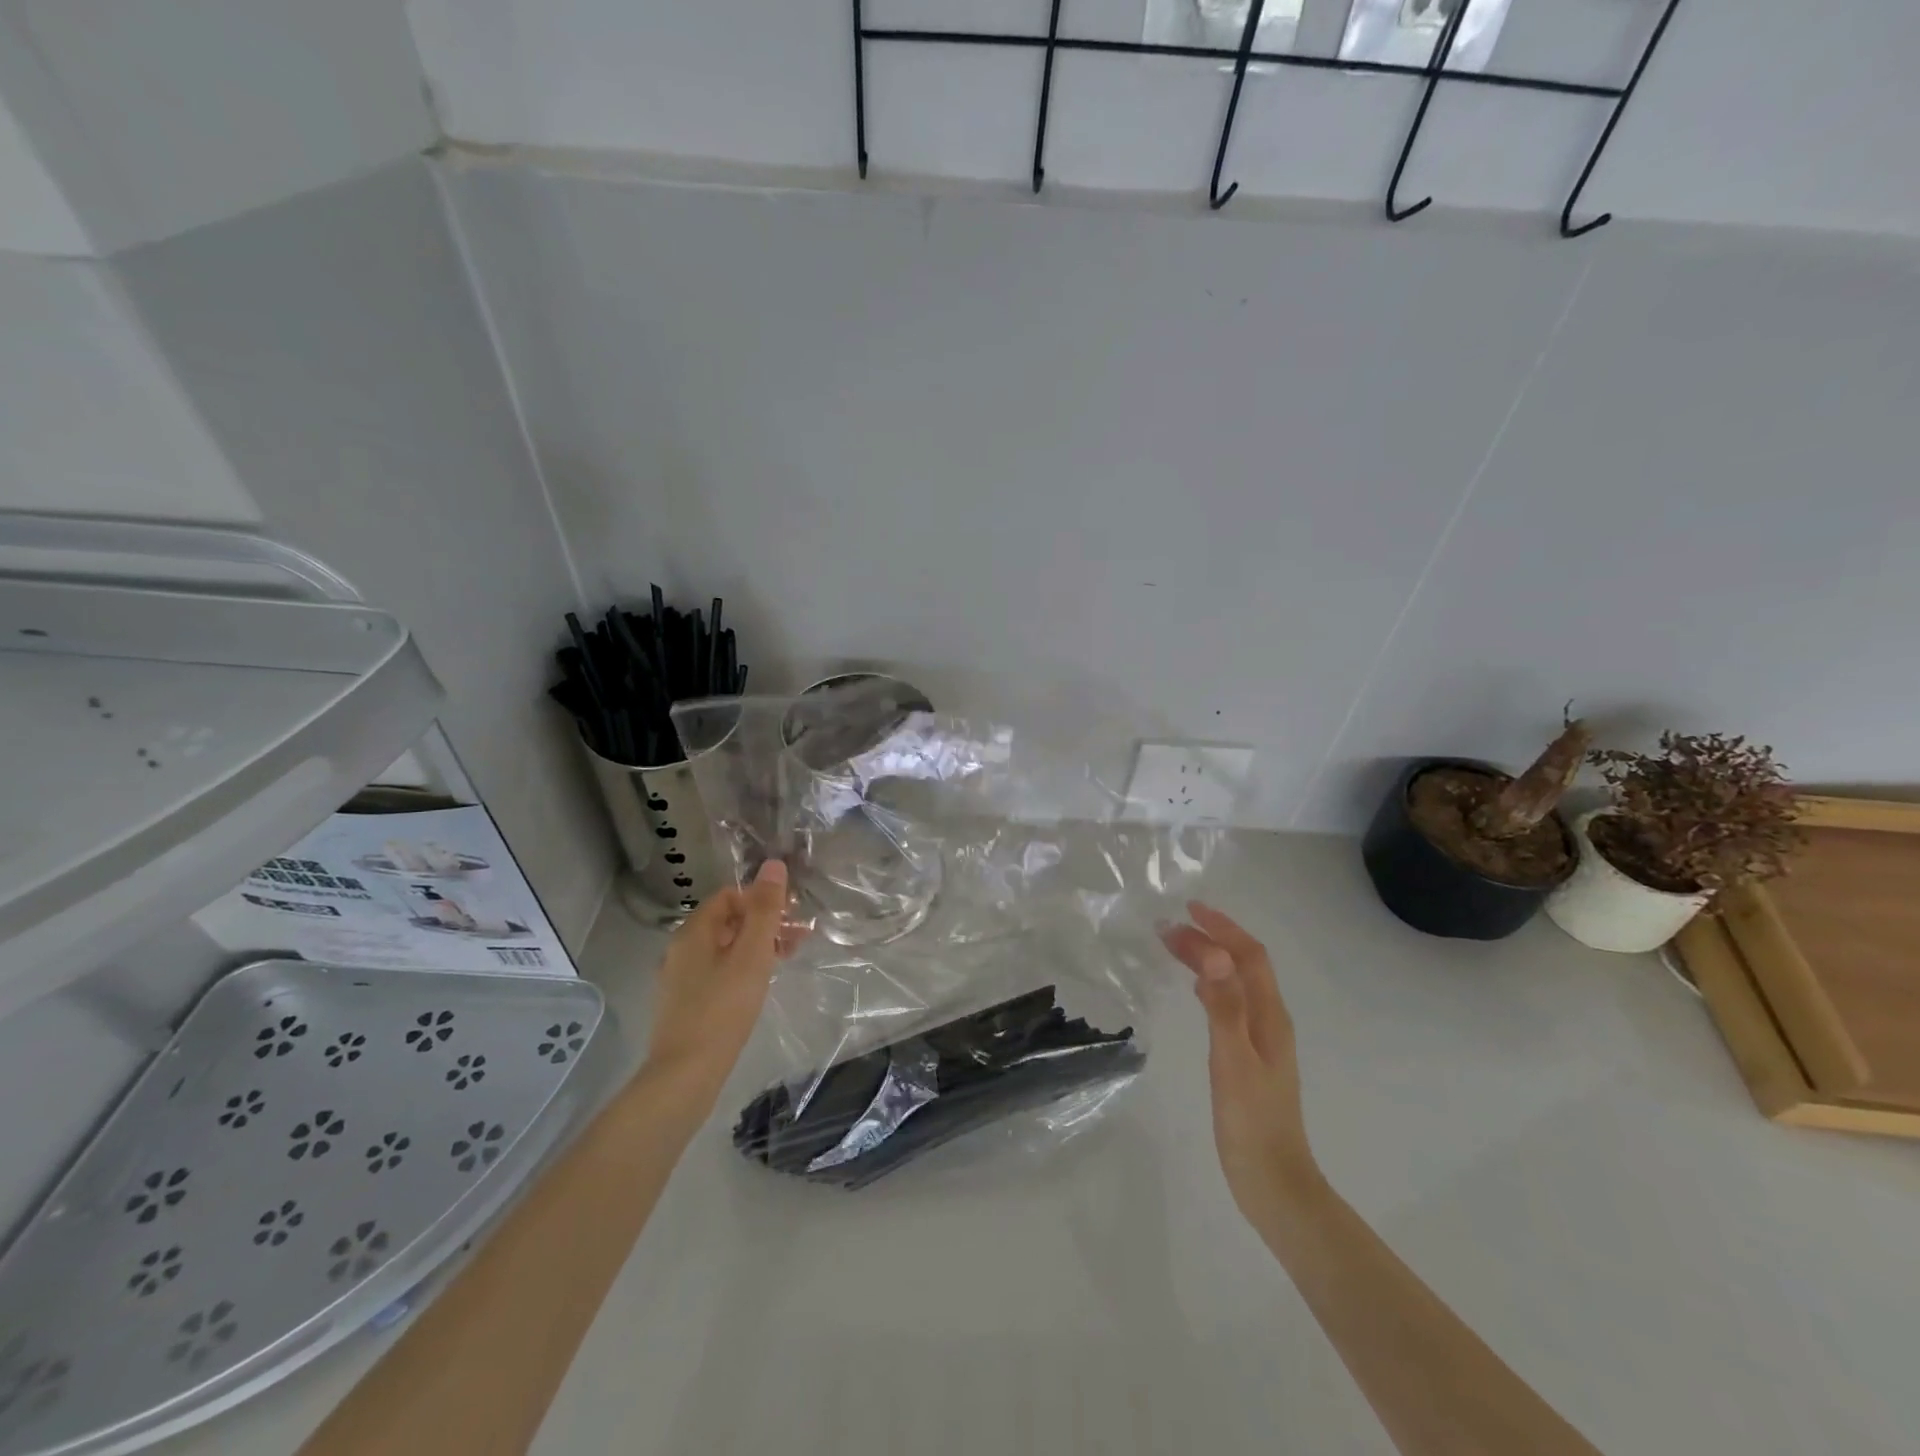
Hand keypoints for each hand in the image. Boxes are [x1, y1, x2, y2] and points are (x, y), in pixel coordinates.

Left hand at [644, 860, 794, 1109]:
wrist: (685, 1074)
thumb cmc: (723, 1008)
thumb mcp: (752, 954)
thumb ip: (765, 909)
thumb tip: (773, 865)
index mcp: (693, 931)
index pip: (729, 896)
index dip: (762, 899)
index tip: (791, 915)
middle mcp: (681, 949)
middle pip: (727, 921)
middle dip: (764, 923)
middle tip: (798, 937)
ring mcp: (679, 978)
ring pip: (724, 948)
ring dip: (756, 946)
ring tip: (786, 960)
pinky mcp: (684, 1004)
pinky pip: (717, 972)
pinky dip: (741, 969)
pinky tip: (759, 986)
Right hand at [1162, 902, 1320, 1224]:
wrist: (1274, 1183)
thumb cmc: (1251, 1122)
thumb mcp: (1233, 1061)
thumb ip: (1224, 1007)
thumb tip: (1215, 954)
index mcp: (1270, 1016)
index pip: (1249, 956)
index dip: (1223, 928)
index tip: (1189, 909)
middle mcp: (1270, 1020)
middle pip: (1242, 966)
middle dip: (1210, 939)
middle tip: (1169, 928)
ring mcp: (1261, 1040)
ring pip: (1236, 983)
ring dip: (1210, 959)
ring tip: (1177, 946)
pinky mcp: (1249, 1058)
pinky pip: (1231, 1003)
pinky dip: (1211, 984)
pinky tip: (1195, 991)